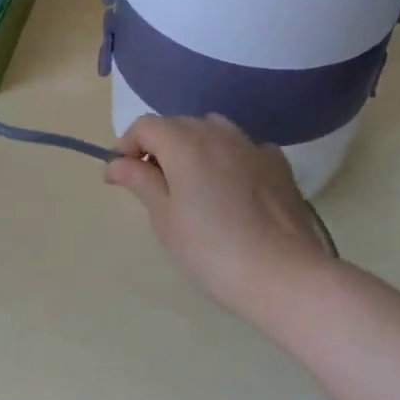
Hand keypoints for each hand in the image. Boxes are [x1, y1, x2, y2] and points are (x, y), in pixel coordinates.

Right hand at [106, 114, 330, 316]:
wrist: (285, 276)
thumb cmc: (213, 250)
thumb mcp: (165, 219)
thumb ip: (139, 181)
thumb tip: (114, 163)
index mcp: (183, 143)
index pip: (145, 126)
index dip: (127, 145)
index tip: (121, 175)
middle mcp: (216, 132)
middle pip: (177, 124)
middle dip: (159, 146)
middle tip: (154, 184)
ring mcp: (250, 144)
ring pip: (211, 130)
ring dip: (194, 145)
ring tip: (193, 182)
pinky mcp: (277, 162)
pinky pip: (242, 147)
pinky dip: (228, 157)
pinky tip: (231, 187)